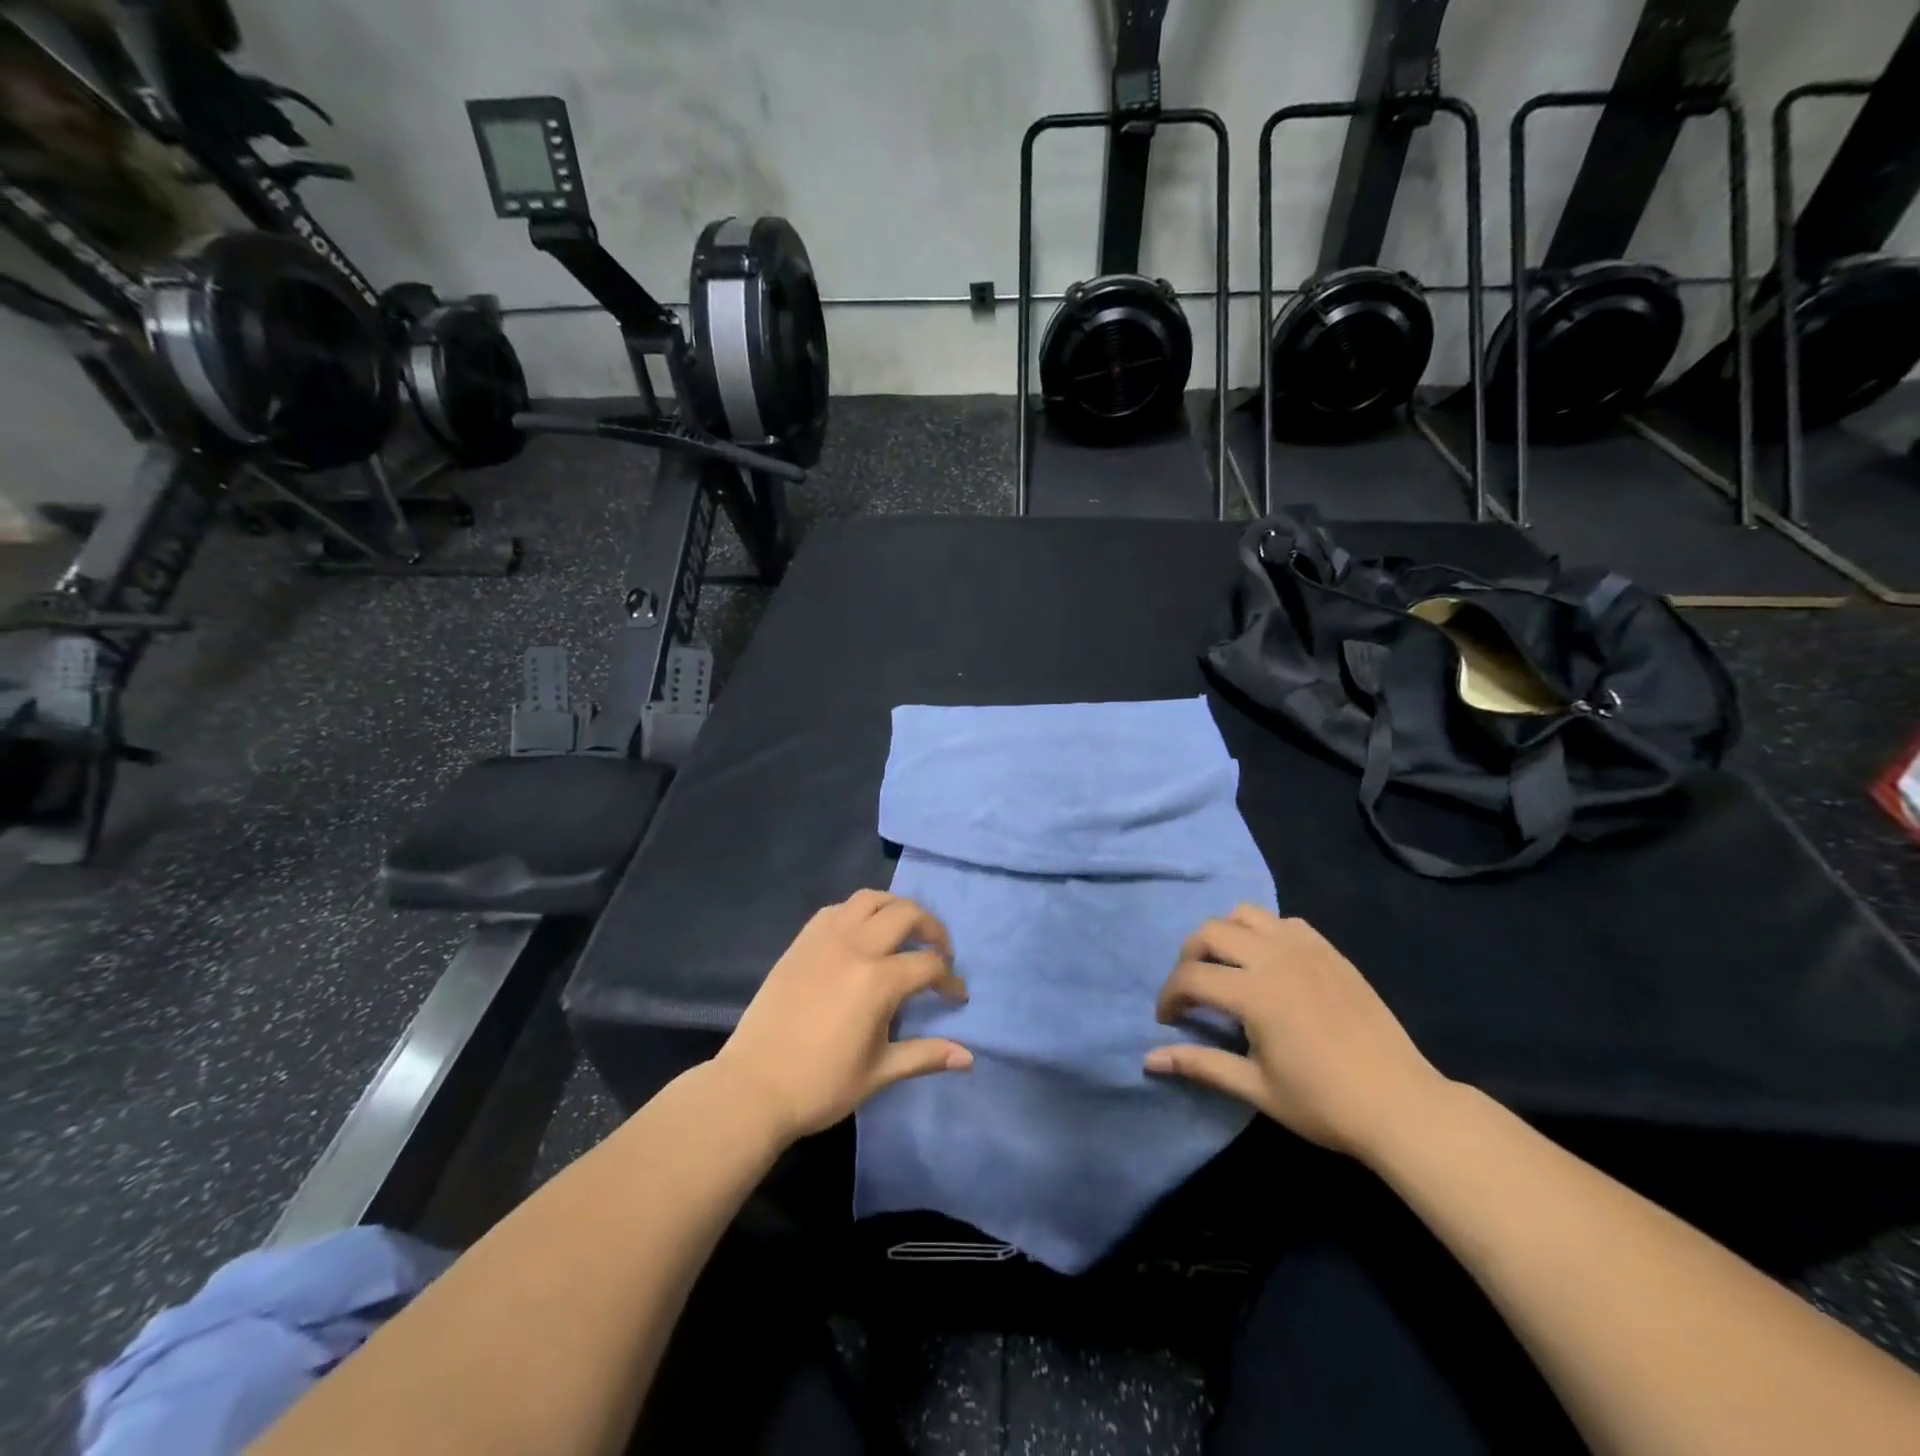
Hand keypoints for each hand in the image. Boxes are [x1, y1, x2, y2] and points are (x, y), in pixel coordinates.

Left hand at [715, 890, 972, 1142]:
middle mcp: (855, 947)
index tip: (956, 997)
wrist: (753, 1087)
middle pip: (906, 914)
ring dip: (896, 908)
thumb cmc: (820, 1085)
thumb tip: (968, 1058)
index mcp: (878, 981)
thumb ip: (925, 1055)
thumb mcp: (879, 1073)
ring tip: (904, 931)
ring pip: (870, 899)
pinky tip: (862, 934)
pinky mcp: (801, 941)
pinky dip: (858, 912)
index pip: (928, 965)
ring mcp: (825, 939)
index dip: (949, 980)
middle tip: (940, 952)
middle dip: (932, 929)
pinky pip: (837, 909)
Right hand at [1144, 905, 1448, 1160]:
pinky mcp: (1330, 951)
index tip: (1168, 1020)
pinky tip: (1269, 964)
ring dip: (1224, 935)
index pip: (1190, 978)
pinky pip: (1284, 922)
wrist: (1401, 1104)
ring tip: (1227, 968)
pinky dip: (1263, 933)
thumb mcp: (1256, 1088)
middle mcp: (1275, 958)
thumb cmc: (1324, 1103)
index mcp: (1254, 993)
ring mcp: (1305, 949)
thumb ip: (1200, 1065)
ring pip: (1245, 915)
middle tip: (1192, 991)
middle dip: (1188, 957)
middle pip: (1210, 932)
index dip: (1169, 996)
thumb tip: (1149, 1060)